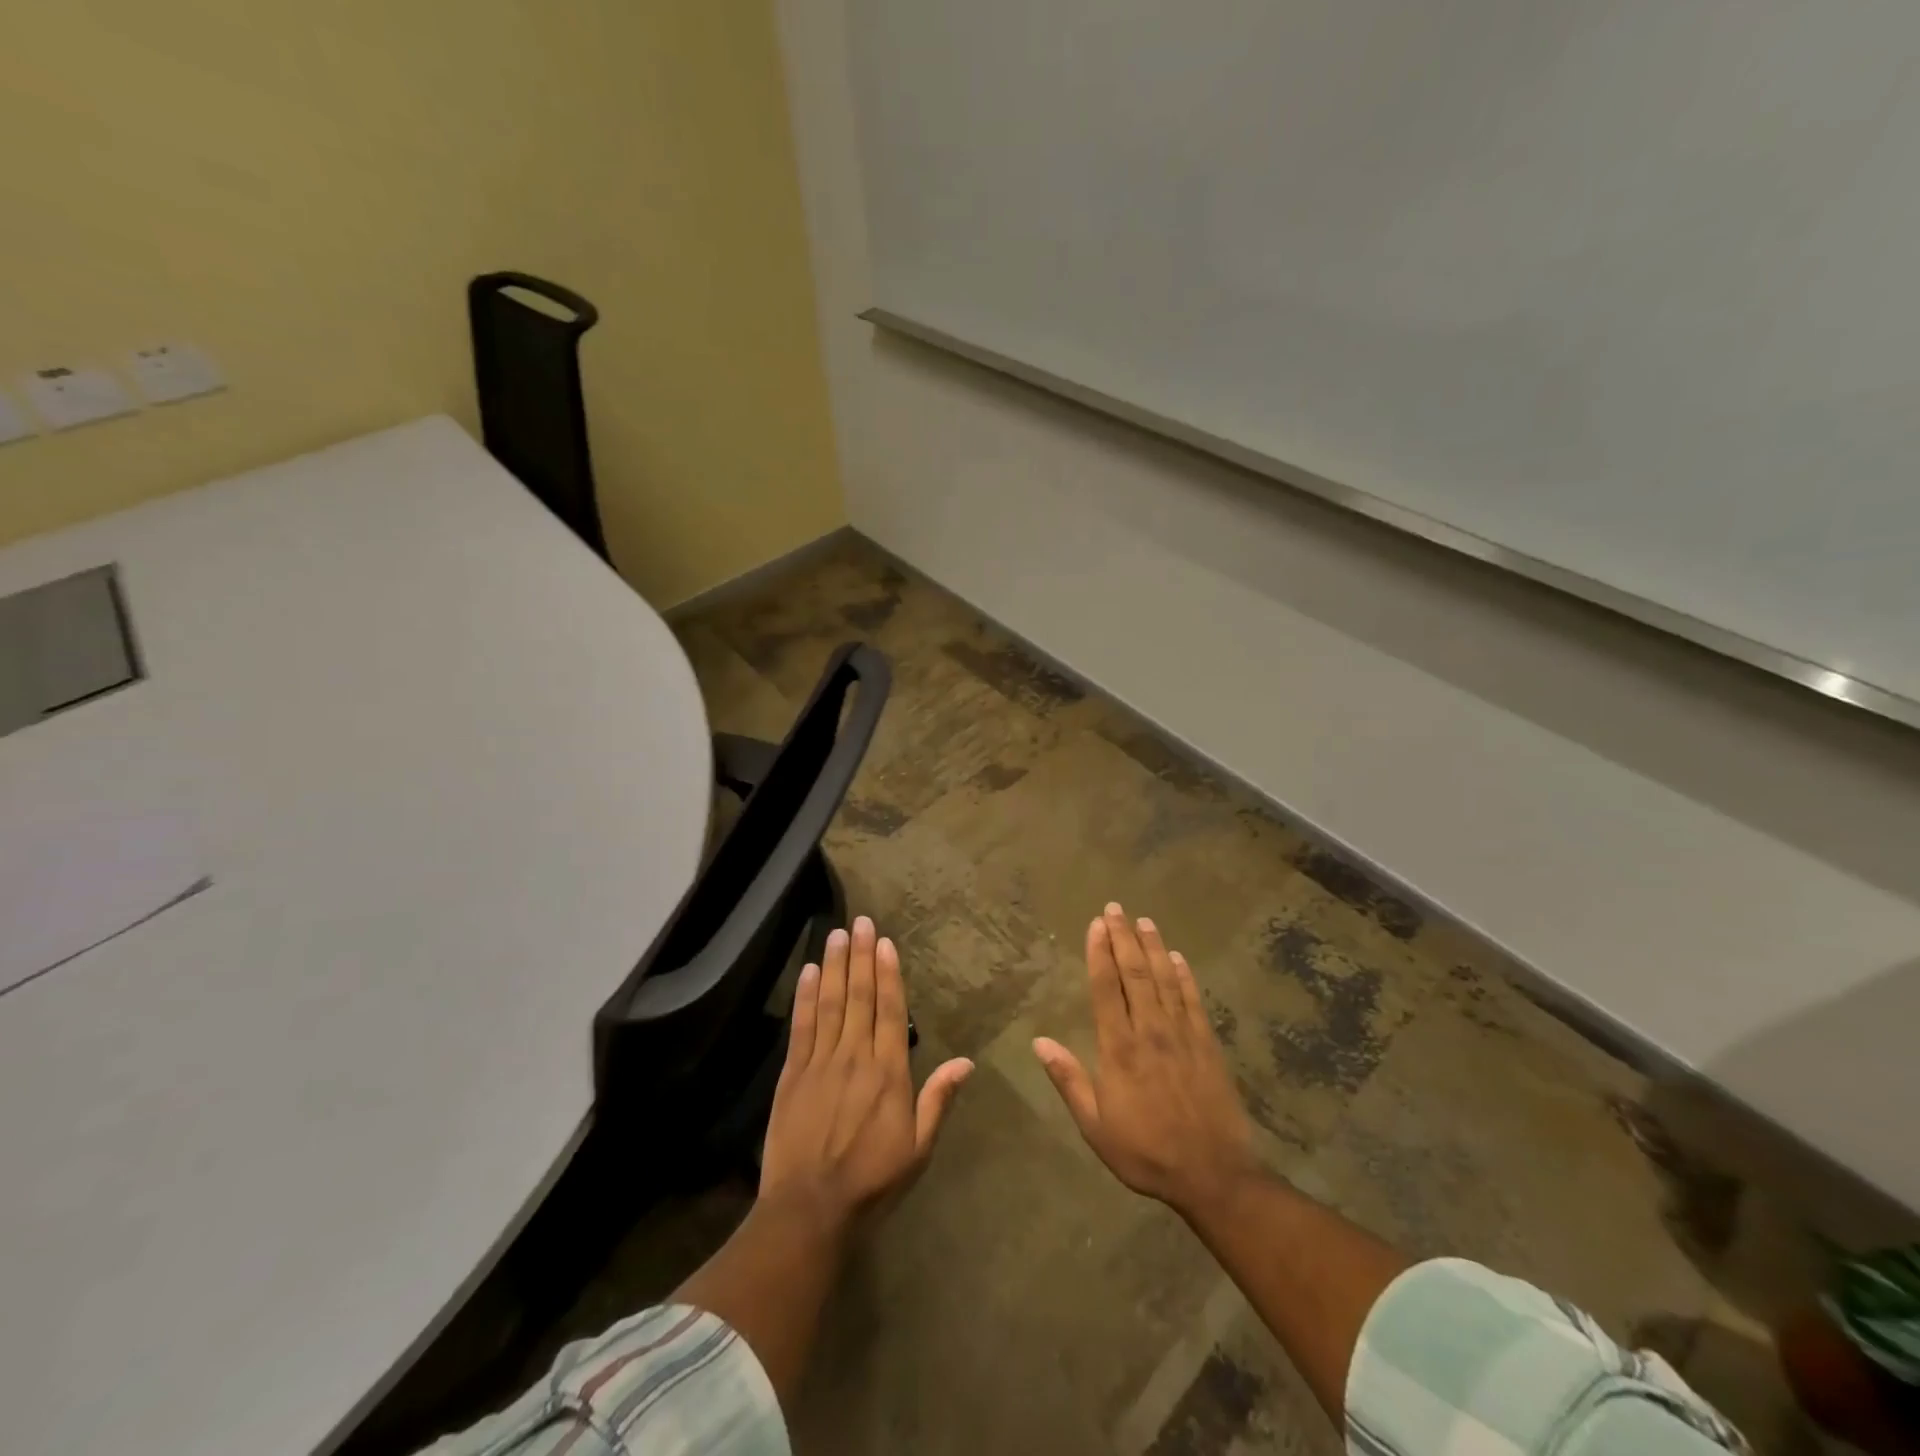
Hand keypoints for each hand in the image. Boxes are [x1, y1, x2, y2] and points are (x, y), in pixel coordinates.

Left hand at [759, 916, 973, 1226]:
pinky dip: (806, 996)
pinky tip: (810, 971)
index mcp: (889, 1072)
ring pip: (831, 1003)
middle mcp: (855, 1056)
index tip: (885, 942)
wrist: (810, 1210)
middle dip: (861, 956)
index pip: (891, 1011)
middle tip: (860, 921)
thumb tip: (967, 1062)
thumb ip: (938, 1100)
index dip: (889, 973)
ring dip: (835, 965)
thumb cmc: (872, 1181)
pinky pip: (802, 1026)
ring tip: (836, 933)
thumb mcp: (918, 1148)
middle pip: (860, 996)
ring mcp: (821, 1062)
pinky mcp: (792, 1074)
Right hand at [1034, 904, 1258, 1220]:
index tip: (1095, 925)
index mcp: (1119, 1049)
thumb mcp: (1096, 1126)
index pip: (1106, 989)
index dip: (1099, 953)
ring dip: (1153, 947)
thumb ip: (1069, 1080)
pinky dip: (1184, 976)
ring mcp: (1182, 1035)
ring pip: (1164, 980)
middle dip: (1123, 938)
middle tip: (1115, 908)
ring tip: (1143, 920)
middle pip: (1135, 974)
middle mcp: (1150, 1031)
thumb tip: (1039, 1042)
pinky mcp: (1207, 1044)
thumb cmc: (1146, 1152)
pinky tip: (1177, 958)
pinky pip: (1193, 1001)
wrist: (1213, 1175)